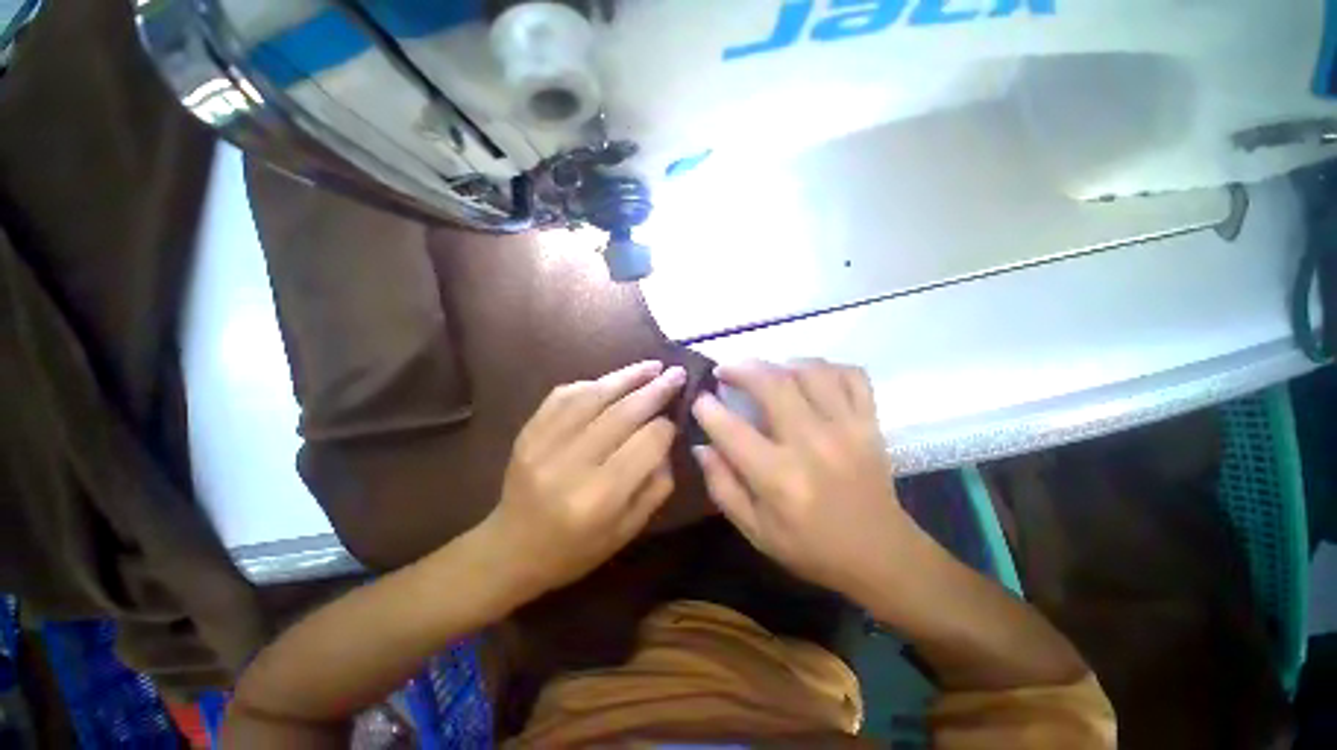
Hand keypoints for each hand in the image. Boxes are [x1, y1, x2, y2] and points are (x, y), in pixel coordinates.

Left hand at [479, 360, 685, 598]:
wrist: (511, 549)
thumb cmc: (576, 549)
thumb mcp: (629, 529)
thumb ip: (657, 484)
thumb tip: (667, 438)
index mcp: (599, 498)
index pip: (646, 443)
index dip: (666, 427)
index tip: (675, 419)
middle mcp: (570, 465)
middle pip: (622, 414)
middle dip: (655, 390)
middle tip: (677, 373)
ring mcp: (542, 444)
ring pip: (593, 396)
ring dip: (627, 376)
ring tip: (652, 366)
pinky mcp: (527, 431)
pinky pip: (564, 395)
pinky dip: (593, 382)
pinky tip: (613, 380)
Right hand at [691, 359, 909, 598]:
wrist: (881, 555)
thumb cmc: (811, 548)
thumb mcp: (755, 531)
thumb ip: (722, 486)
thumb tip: (701, 446)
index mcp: (779, 478)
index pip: (731, 429)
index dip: (707, 408)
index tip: (699, 399)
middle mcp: (812, 444)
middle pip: (772, 384)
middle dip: (740, 369)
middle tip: (724, 370)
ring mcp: (847, 428)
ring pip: (810, 371)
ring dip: (780, 363)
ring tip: (765, 372)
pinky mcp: (870, 422)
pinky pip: (851, 375)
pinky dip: (827, 367)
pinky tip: (809, 377)